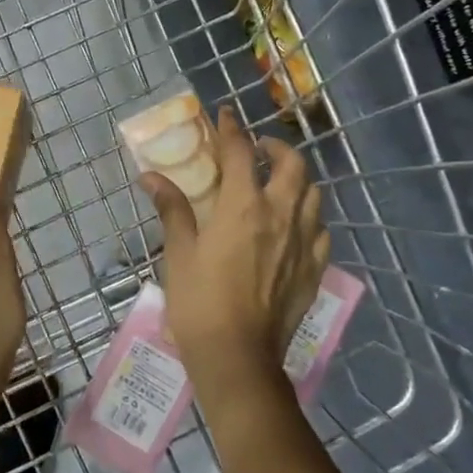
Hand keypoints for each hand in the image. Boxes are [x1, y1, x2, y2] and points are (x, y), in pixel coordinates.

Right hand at [140, 106, 327, 389]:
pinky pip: (320, 231)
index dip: (231, 129)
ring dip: (297, 179)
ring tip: (278, 183)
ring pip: (313, 194)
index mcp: (243, 206)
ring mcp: (303, 243)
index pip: (240, 153)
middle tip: (258, 149)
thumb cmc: (199, 302)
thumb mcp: (178, 253)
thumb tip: (152, 176)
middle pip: (292, 165)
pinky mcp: (314, 269)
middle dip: (277, 147)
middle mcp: (280, 215)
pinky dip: (309, 218)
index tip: (225, 115)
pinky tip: (295, 226)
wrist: (237, 357)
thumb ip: (172, 209)